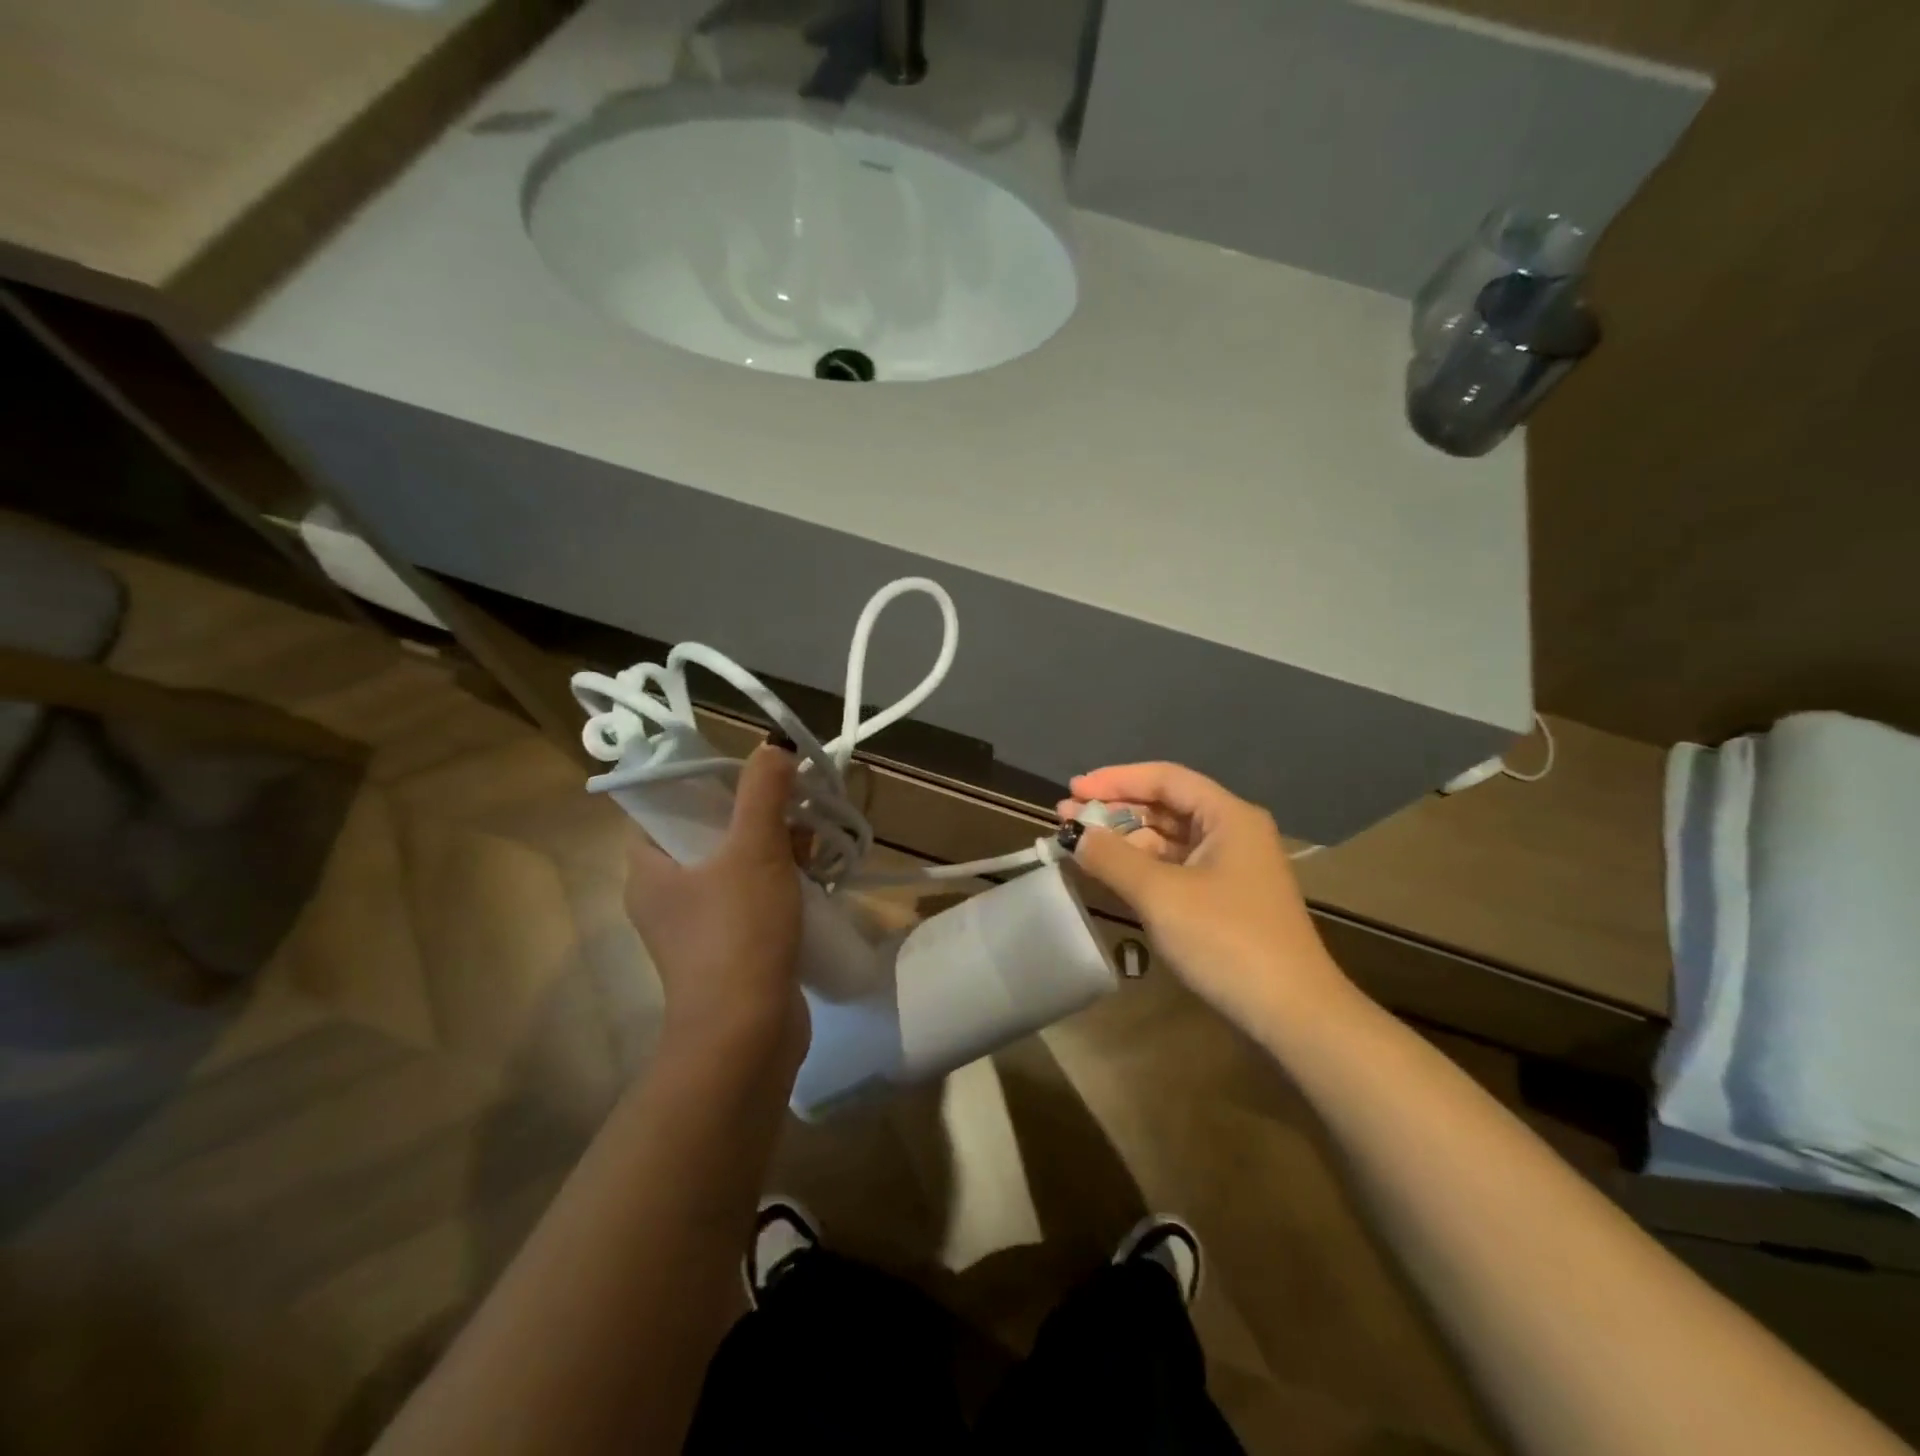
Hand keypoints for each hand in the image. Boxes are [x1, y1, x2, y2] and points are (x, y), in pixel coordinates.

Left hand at [625, 745, 807, 1070]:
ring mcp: (697, 925)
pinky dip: (781, 884)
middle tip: (794, 812)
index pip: (662, 804)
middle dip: (757, 816)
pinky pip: (752, 898)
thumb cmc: (738, 933)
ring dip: (776, 849)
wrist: (747, 1036)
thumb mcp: (754, 850)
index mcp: (649, 867)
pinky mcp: (729, 948)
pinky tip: (816, 880)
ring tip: (815, 847)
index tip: (748, 777)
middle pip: (708, 831)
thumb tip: (773, 746)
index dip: (702, 782)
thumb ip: (762, 792)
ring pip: (736, 865)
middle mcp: (665, 893)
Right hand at [1060, 762, 1348, 1029]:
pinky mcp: (1225, 898)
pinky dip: (1141, 866)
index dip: (1115, 780)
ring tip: (1080, 845)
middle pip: (1165, 806)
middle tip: (1066, 818)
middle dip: (1115, 810)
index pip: (1164, 778)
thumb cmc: (1227, 940)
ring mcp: (1230, 867)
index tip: (1073, 789)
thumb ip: (1113, 858)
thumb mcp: (1161, 895)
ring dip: (1124, 839)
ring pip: (1168, 839)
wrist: (1293, 1013)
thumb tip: (1076, 835)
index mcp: (1228, 816)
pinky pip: (1175, 867)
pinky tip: (1111, 873)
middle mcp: (1232, 832)